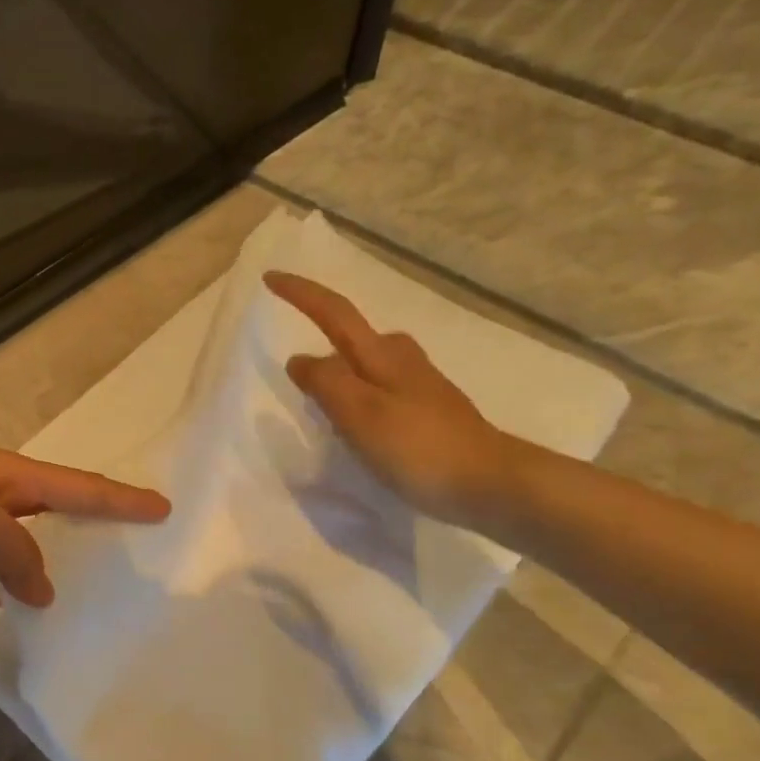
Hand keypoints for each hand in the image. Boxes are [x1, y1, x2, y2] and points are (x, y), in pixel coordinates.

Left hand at [0, 448, 169, 605]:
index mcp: (4, 474)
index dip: (121, 498)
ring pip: (17, 547)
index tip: (162, 509)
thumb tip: (41, 589)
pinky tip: (17, 608)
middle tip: (129, 547)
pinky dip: (2, 588)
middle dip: (89, 525)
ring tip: (81, 590)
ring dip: (43, 566)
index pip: (77, 485)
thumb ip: (19, 553)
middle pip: (51, 511)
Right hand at [265, 271, 527, 530]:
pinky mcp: (430, 412)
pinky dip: (362, 396)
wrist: (488, 482)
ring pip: (371, 364)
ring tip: (322, 405)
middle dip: (325, 338)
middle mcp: (402, 361)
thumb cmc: (417, 446)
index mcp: (381, 355)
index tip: (271, 278)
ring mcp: (420, 386)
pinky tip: (361, 428)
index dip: (301, 294)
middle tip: (297, 371)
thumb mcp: (359, 412)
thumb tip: (300, 360)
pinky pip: (383, 390)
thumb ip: (325, 382)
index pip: (334, 312)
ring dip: (343, 373)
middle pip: (355, 336)